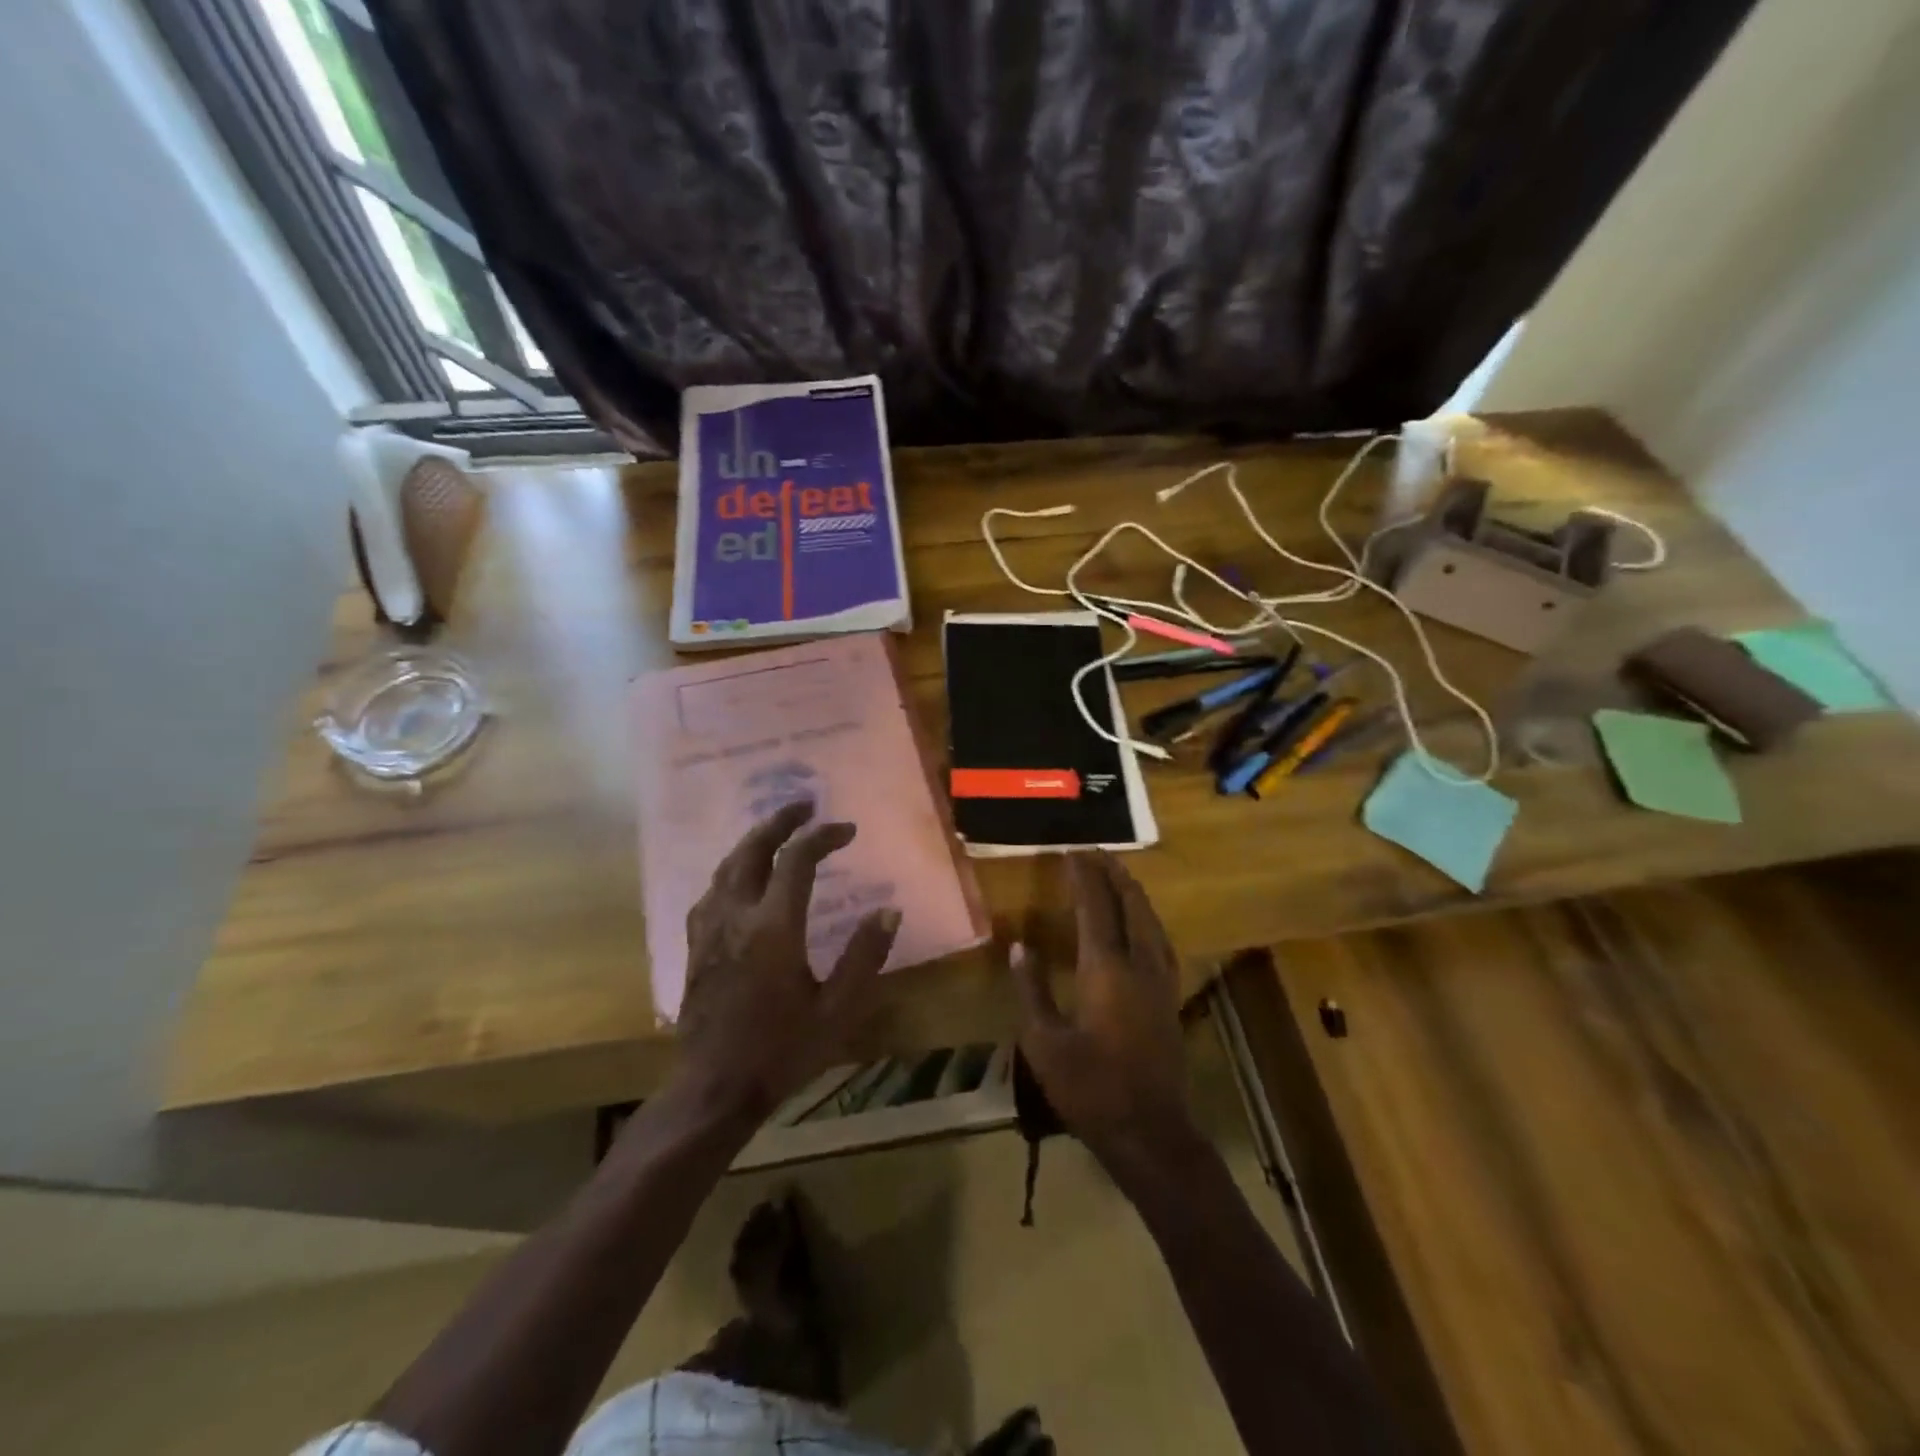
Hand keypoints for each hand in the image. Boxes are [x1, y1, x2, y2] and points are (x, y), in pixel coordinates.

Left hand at [677, 801, 900, 1124]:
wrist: (714, 1089)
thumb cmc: (781, 1050)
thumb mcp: (837, 1010)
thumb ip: (864, 957)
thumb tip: (888, 912)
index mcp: (774, 927)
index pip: (798, 860)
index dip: (824, 837)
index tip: (847, 830)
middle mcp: (737, 916)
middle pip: (753, 849)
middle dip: (780, 821)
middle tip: (804, 805)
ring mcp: (709, 929)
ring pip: (727, 866)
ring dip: (753, 840)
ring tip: (776, 830)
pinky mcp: (694, 945)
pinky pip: (711, 891)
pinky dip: (732, 870)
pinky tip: (741, 877)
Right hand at [1010, 852, 1197, 1179]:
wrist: (1150, 1131)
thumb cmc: (1090, 1088)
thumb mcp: (1044, 1042)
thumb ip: (1031, 990)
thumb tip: (1019, 947)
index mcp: (1106, 969)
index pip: (1095, 908)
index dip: (1084, 877)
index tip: (1072, 852)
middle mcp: (1139, 964)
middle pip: (1131, 905)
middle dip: (1114, 874)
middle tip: (1097, 852)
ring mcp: (1161, 980)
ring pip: (1151, 921)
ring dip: (1134, 893)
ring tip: (1119, 875)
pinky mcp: (1170, 997)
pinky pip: (1160, 940)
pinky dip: (1148, 918)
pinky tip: (1143, 923)